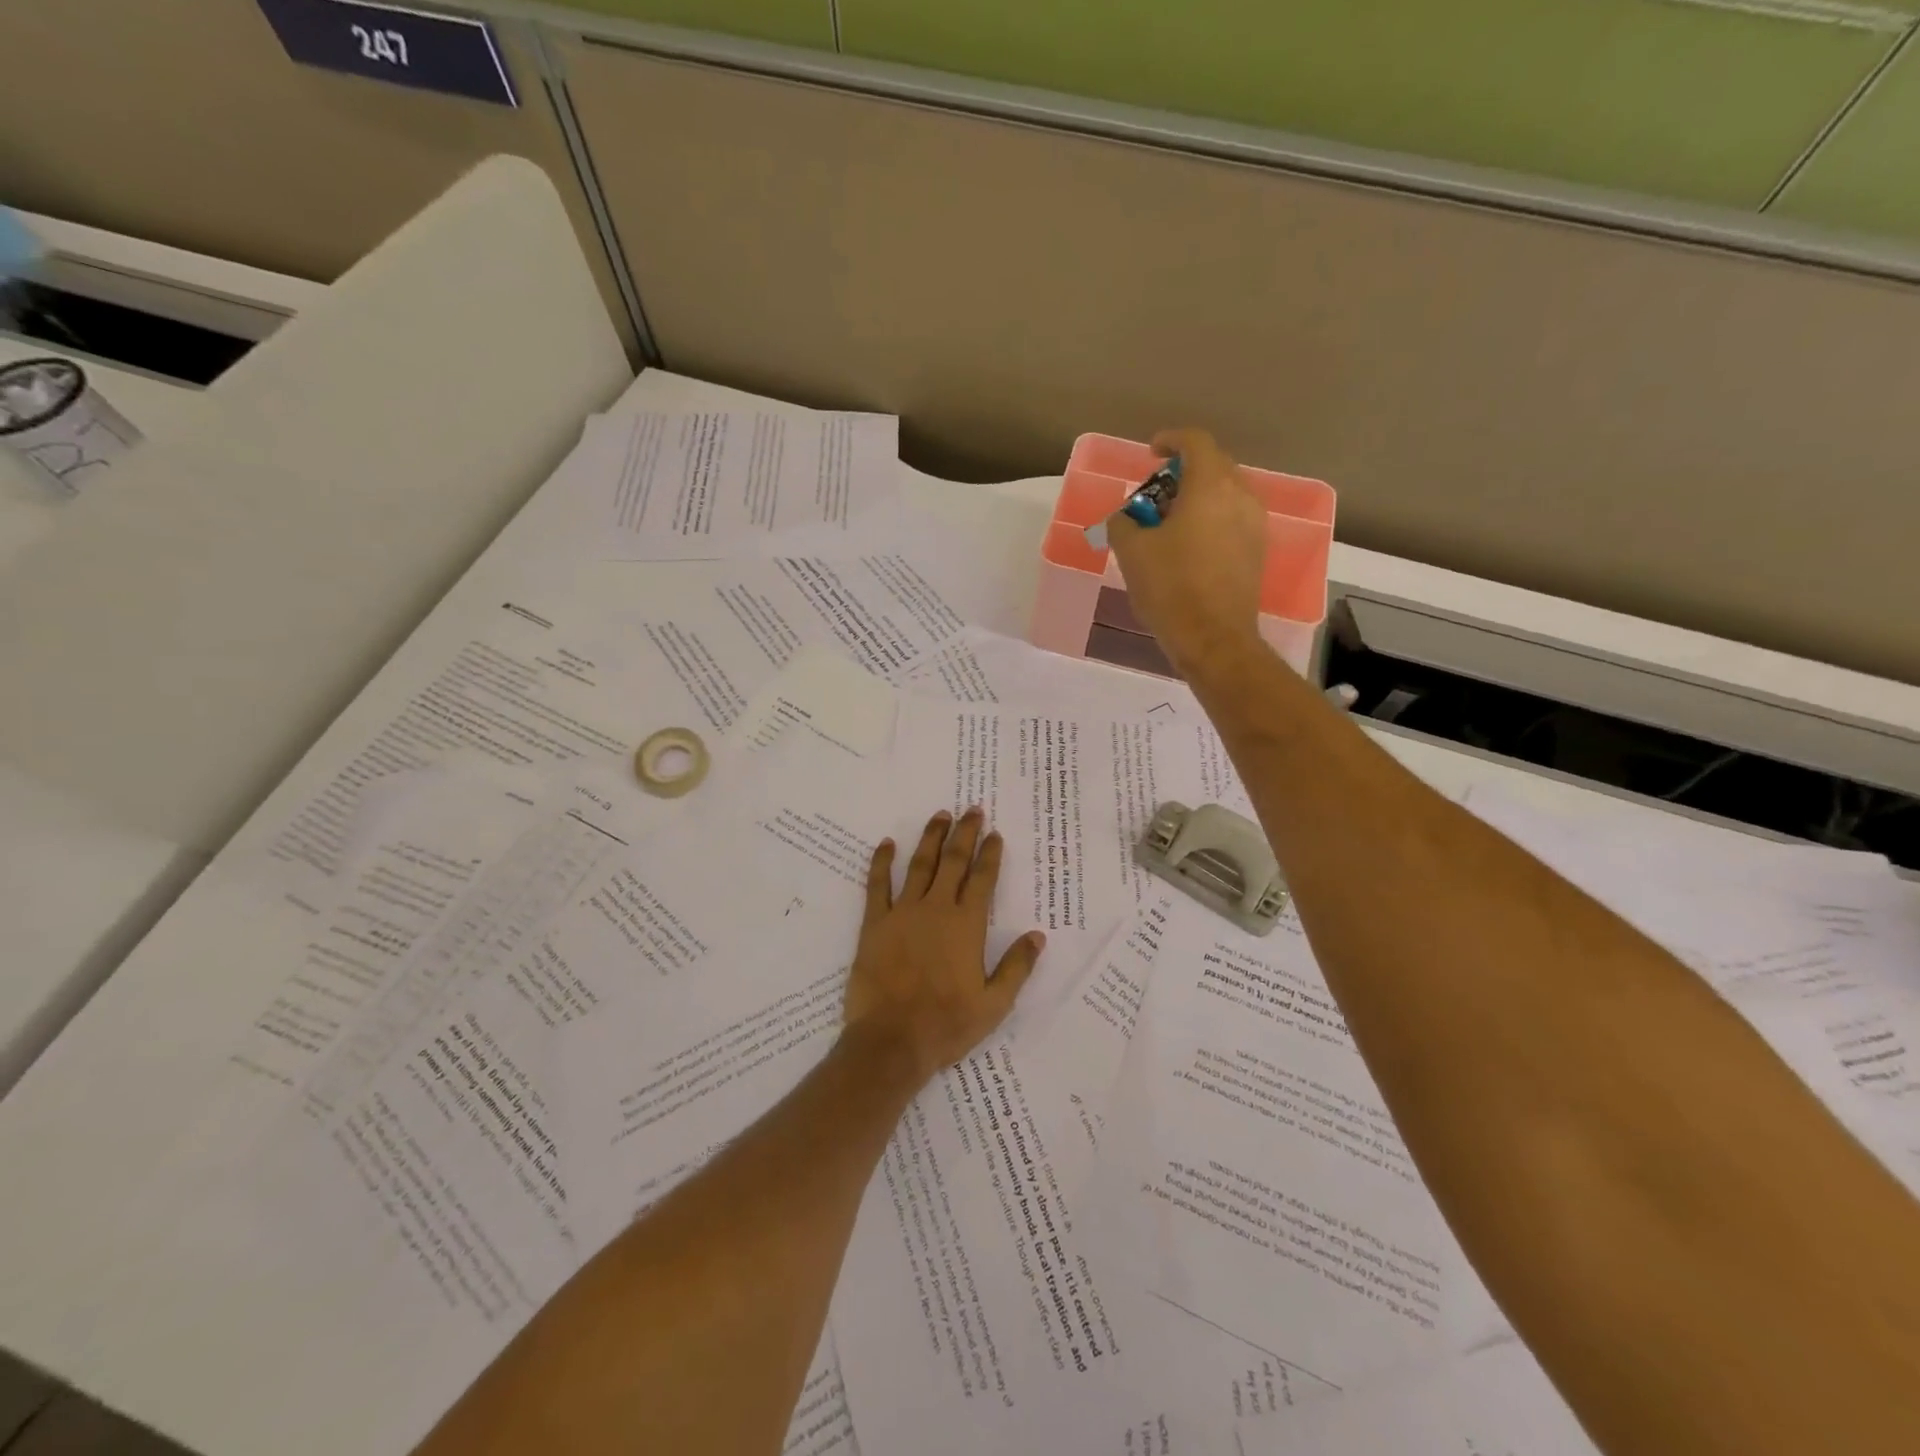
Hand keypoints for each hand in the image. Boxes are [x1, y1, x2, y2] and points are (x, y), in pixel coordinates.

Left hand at [843, 808, 1045, 1083]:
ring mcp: (903, 913)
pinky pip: (877, 885)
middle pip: (953, 861)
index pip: (983, 879)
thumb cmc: (947, 1024)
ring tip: (940, 815)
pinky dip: (881, 862)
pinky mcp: (874, 924)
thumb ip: (1017, 967)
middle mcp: (937, 909)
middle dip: (965, 833)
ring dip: (931, 838)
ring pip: (919, 865)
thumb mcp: (994, 1004)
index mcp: (967, 926)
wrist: (892, 1041)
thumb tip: (1038, 936)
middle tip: (972, 810)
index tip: (994, 833)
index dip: (990, 854)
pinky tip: (886, 843)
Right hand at [1106, 428, 1268, 675]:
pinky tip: (1187, 547)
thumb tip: (1125, 518)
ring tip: (1168, 523)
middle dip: (1182, 473)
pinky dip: (1209, 520)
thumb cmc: (1170, 588)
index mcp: (1211, 486)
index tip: (1152, 453)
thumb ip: (1123, 523)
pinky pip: (1231, 520)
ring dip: (1197, 499)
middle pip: (1213, 466)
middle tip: (1154, 495)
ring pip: (1225, 495)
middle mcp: (1241, 496)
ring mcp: (1254, 525)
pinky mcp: (1257, 552)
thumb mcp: (1132, 552)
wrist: (1213, 639)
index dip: (1171, 440)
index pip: (1195, 442)